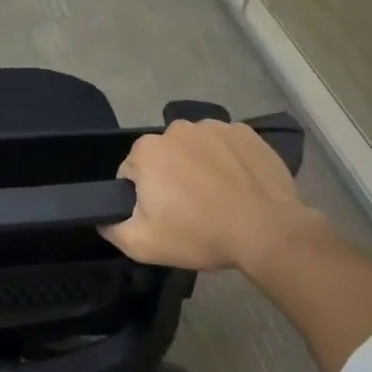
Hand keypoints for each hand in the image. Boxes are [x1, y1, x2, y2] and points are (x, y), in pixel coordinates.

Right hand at [100, 119, 321, 273]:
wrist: (267, 231)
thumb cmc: (200, 234)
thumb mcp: (143, 245)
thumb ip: (112, 229)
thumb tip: (104, 218)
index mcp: (147, 150)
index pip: (131, 172)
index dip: (143, 197)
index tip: (163, 216)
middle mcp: (176, 128)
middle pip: (164, 156)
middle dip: (170, 178)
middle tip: (190, 210)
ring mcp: (214, 127)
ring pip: (195, 148)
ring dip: (199, 167)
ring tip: (218, 199)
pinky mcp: (245, 133)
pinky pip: (226, 145)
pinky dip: (228, 160)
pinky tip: (239, 186)